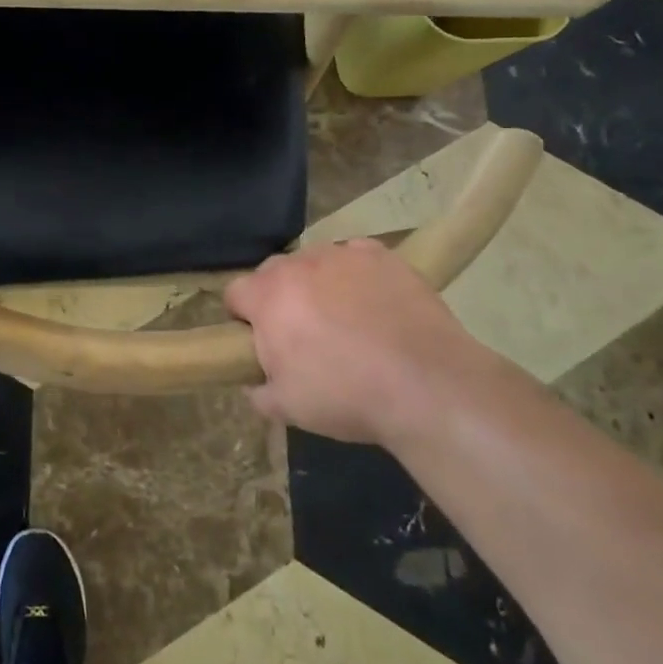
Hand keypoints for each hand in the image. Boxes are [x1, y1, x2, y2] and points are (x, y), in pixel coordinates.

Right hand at [225, 238, 481, 444]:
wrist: (427, 384)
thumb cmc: (346, 395)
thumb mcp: (289, 408)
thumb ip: (260, 391)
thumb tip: (256, 383)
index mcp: (268, 297)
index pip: (235, 293)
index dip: (242, 318)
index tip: (259, 341)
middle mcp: (299, 264)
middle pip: (273, 272)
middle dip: (279, 297)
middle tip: (302, 334)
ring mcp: (342, 255)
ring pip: (315, 262)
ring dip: (318, 284)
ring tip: (344, 319)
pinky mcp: (382, 256)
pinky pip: (356, 258)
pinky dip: (357, 276)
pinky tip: (374, 304)